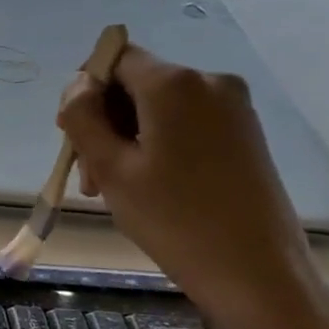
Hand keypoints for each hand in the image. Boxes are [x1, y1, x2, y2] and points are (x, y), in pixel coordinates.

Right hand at [56, 45, 326, 328]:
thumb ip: (83, 117)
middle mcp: (209, 81)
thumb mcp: (109, 167)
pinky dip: (157, 144)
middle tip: (90, 175)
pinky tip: (149, 184)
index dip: (86, 90)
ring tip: (115, 188)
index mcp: (175, 84)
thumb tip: (77, 85)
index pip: (114, 58)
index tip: (75, 136)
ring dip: (127, 137)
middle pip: (135, 83)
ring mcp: (233, 106)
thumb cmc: (172, 218)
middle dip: (105, 120)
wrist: (254, 270)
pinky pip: (184, 121)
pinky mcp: (243, 131)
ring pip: (157, 106)